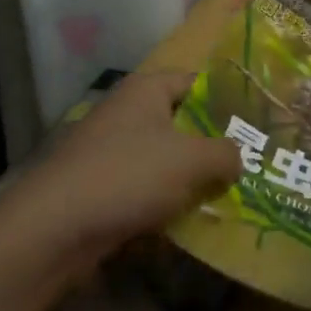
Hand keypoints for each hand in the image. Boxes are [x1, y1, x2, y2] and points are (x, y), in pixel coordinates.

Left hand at [0, 72, 241, 274]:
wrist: (54, 229)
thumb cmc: (128, 176)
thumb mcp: (192, 159)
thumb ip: (226, 153)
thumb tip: (238, 159)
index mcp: (146, 90)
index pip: (196, 81)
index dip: (227, 99)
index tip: (256, 124)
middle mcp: (126, 112)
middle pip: (181, 122)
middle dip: (212, 145)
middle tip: (249, 164)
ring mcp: (109, 150)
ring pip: (163, 159)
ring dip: (190, 178)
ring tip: (227, 196)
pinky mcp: (99, 187)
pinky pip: (144, 188)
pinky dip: (165, 201)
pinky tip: (188, 222)